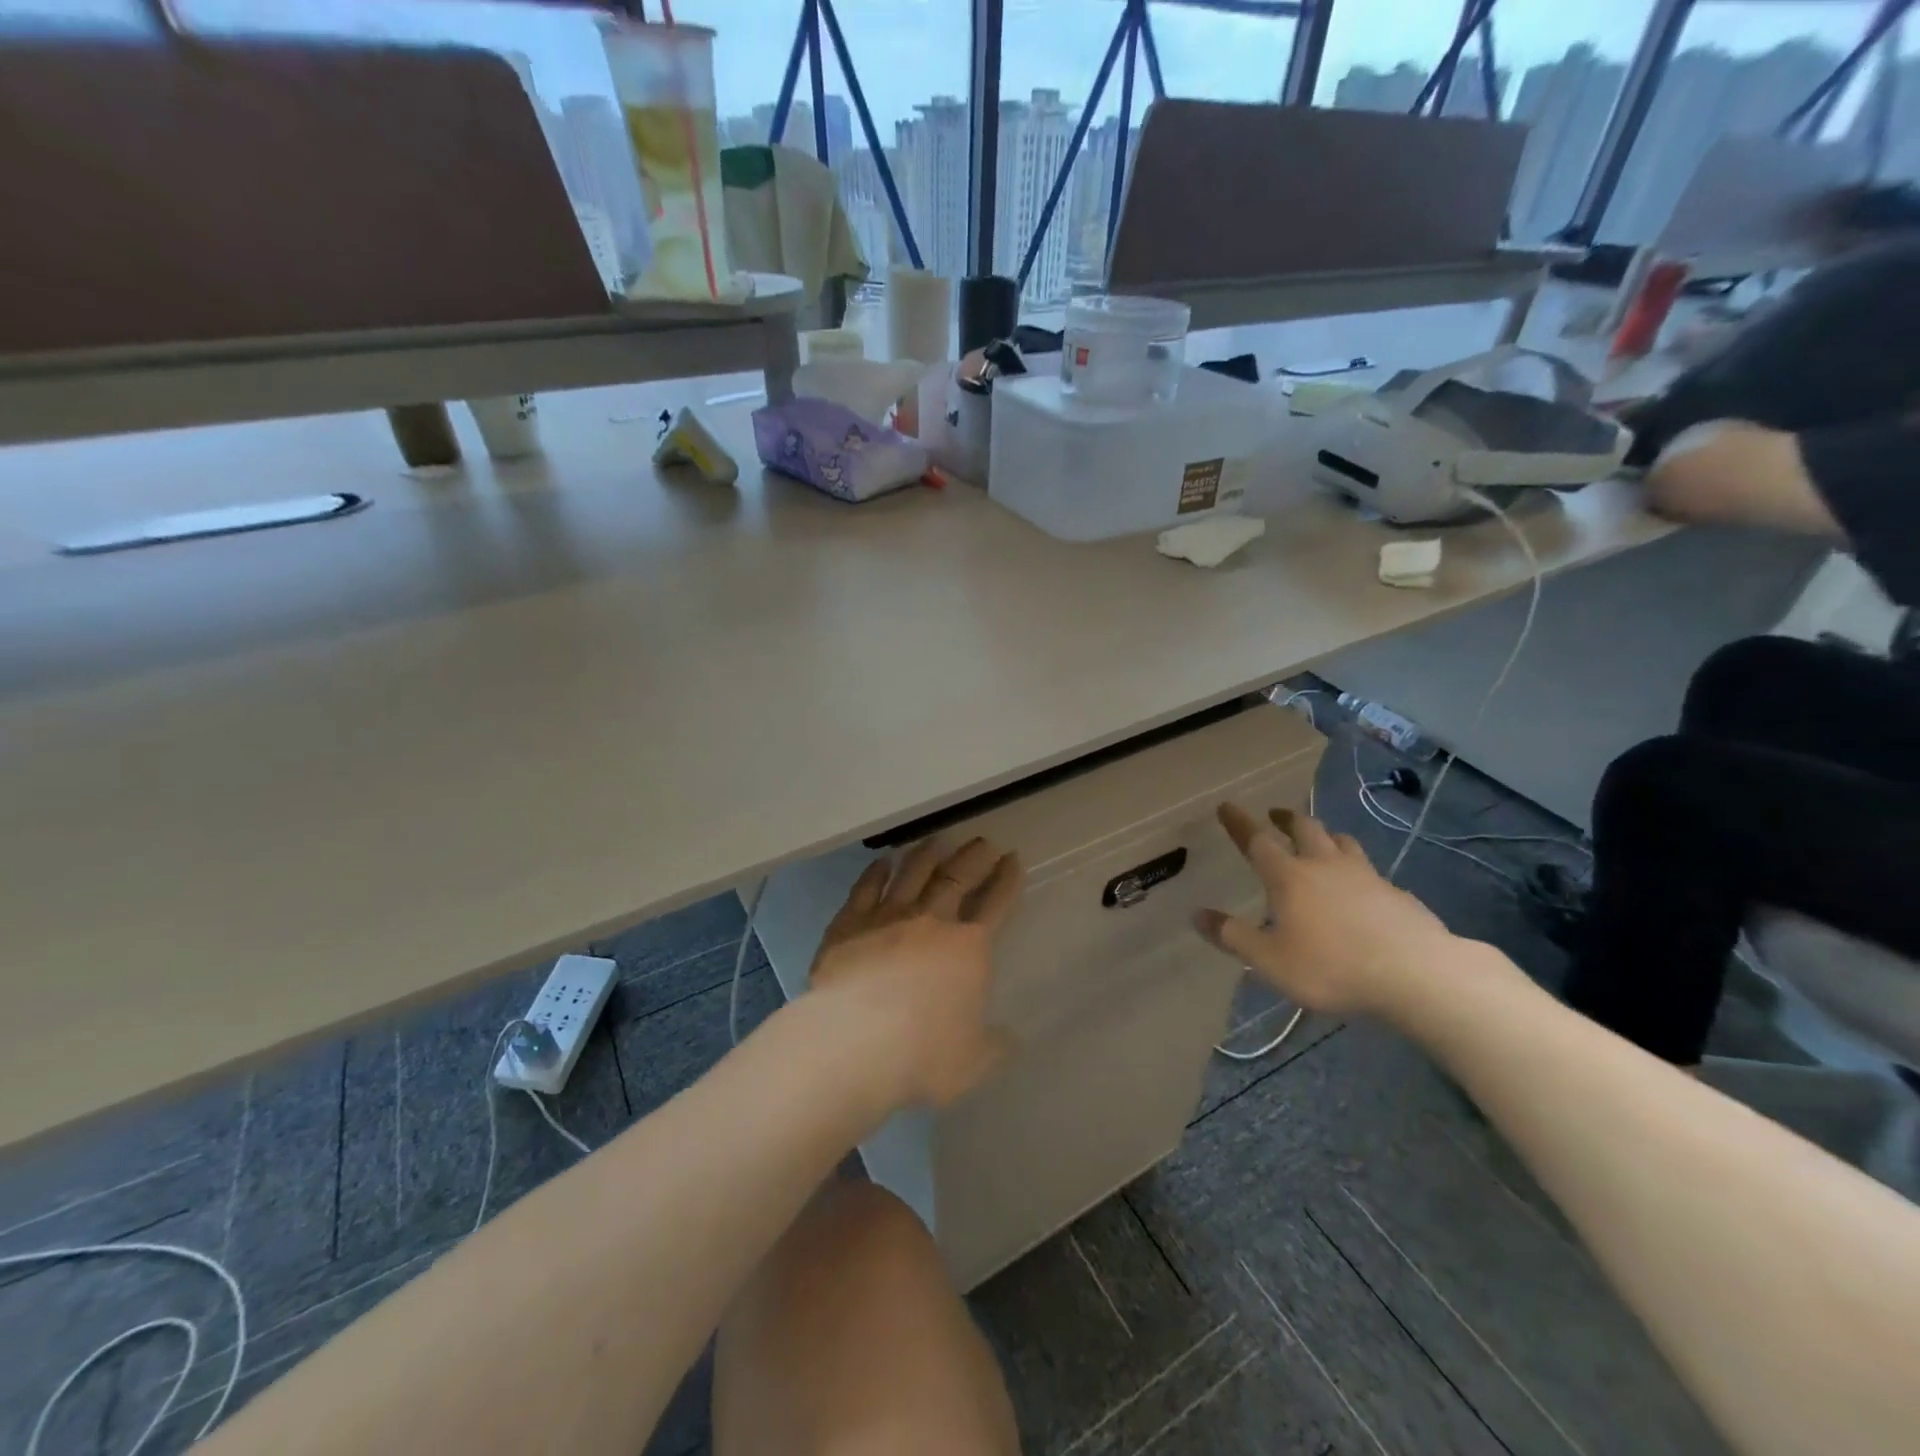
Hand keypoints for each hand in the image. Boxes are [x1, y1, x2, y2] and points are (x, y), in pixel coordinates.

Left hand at [809, 837, 1023, 1108]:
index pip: (996, 904)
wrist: (854, 1041)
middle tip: (983, 842)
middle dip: (973, 857)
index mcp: (968, 948)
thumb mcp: (974, 1062)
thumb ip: (994, 1047)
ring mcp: (887, 917)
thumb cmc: (922, 1054)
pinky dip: (875, 873)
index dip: (1007, 880)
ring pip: (911, 874)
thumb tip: (1011, 1039)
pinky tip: (882, 862)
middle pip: (956, 877)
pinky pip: (865, 889)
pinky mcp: (848, 924)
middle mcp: (930, 921)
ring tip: (936, 842)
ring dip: (926, 855)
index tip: (1013, 859)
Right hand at [1193, 803, 1449, 1015]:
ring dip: (1325, 835)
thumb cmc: (1332, 966)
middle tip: (1275, 815)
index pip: (1257, 841)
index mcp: (1289, 877)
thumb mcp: (1270, 960)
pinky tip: (1362, 889)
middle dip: (1286, 818)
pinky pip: (1371, 871)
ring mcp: (1366, 876)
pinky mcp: (1397, 893)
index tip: (1226, 806)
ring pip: (1342, 842)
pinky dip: (1358, 870)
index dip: (1239, 823)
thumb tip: (1197, 915)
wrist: (1417, 974)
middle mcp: (1325, 865)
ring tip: (1320, 840)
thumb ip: (1233, 936)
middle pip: (1304, 828)